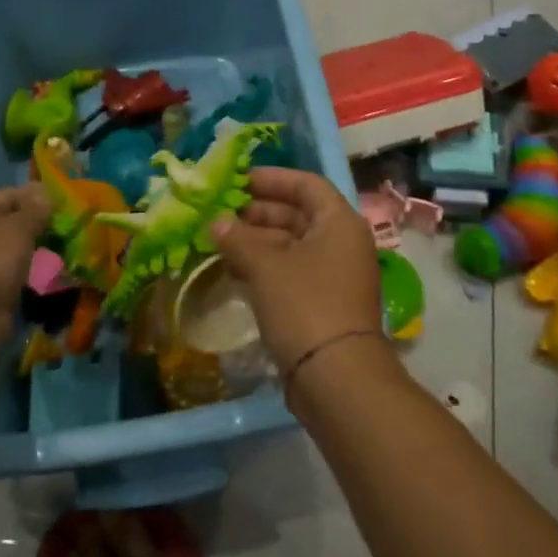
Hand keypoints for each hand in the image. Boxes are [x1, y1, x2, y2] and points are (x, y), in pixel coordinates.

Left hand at [0, 184, 50, 350]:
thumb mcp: (19, 225)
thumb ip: (35, 208)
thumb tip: (44, 191)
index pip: (8, 196)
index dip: (36, 198)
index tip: (64, 205)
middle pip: (9, 224)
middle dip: (37, 228)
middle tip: (68, 230)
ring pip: (12, 252)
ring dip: (35, 253)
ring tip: (64, 253)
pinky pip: (12, 276)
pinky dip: (29, 276)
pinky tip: (51, 276)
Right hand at [209, 168, 379, 374]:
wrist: (336, 378)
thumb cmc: (305, 305)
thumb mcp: (265, 266)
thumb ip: (238, 237)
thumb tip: (216, 222)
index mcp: (339, 222)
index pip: (306, 184)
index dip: (272, 178)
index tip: (237, 180)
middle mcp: (342, 243)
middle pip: (298, 214)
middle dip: (257, 212)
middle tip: (220, 213)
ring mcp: (335, 275)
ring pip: (292, 245)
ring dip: (257, 241)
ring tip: (218, 241)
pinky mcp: (324, 303)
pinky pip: (292, 271)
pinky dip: (265, 266)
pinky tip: (234, 270)